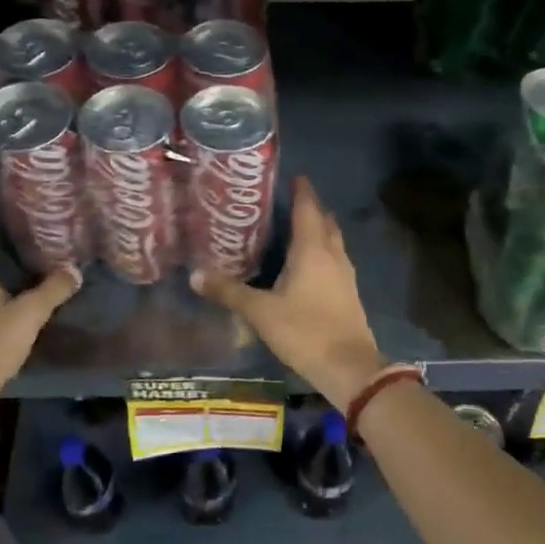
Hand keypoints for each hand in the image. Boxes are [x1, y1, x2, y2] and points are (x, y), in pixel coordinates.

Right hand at [190, 176, 385, 409]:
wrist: (349, 367)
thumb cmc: (304, 331)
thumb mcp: (260, 312)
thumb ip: (229, 292)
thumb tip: (195, 274)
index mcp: (312, 250)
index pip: (308, 209)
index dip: (302, 191)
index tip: (295, 176)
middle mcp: (332, 255)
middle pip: (324, 222)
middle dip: (311, 208)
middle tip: (290, 201)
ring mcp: (345, 275)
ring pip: (333, 242)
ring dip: (319, 230)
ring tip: (297, 228)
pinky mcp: (349, 294)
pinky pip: (335, 261)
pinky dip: (322, 253)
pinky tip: (309, 265)